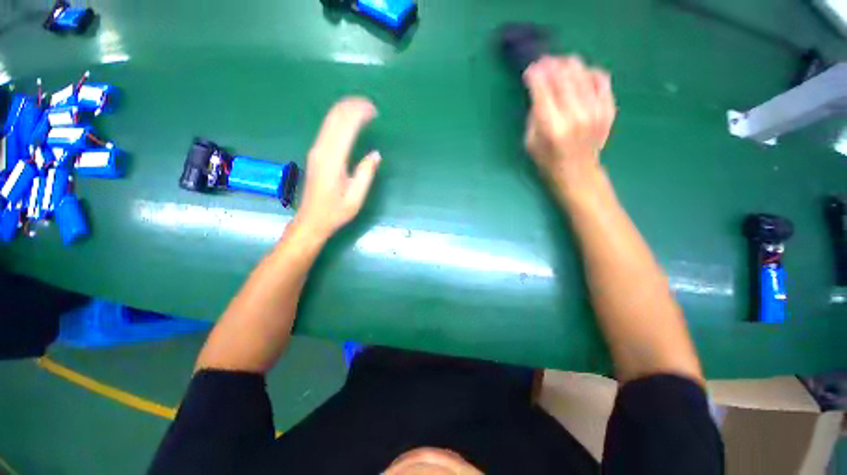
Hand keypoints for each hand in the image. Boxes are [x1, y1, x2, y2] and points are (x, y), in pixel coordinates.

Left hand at [294, 97, 380, 239]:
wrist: (311, 220)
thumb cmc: (335, 212)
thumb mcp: (355, 198)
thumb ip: (365, 174)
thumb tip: (375, 154)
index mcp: (332, 161)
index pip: (345, 127)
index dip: (359, 114)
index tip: (375, 111)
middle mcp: (321, 150)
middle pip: (335, 118)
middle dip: (352, 106)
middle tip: (371, 106)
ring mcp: (316, 150)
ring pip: (329, 120)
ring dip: (345, 110)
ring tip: (363, 109)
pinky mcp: (316, 153)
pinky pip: (328, 128)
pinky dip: (340, 119)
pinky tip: (349, 120)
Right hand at [523, 56, 615, 196]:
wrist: (577, 173)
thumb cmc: (547, 160)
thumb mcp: (529, 142)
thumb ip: (533, 115)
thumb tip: (538, 89)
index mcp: (551, 126)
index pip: (542, 89)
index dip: (535, 74)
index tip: (530, 70)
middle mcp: (575, 115)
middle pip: (563, 76)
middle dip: (550, 65)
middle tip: (544, 63)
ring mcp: (595, 110)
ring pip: (582, 72)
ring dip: (568, 64)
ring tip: (560, 65)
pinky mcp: (608, 109)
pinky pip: (601, 78)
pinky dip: (589, 72)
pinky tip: (581, 76)